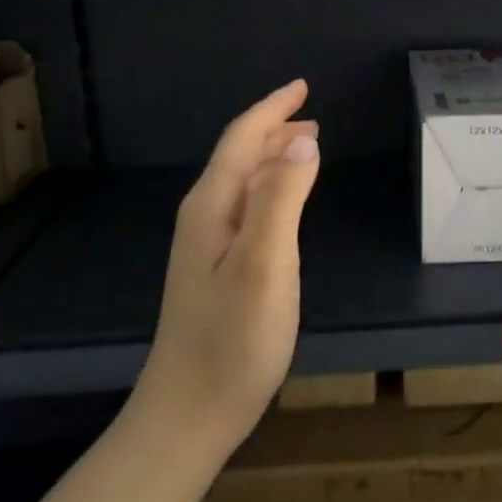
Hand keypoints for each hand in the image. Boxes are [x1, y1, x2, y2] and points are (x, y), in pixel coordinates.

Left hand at [134, 79, 320, 460]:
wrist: (189, 414)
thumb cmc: (232, 340)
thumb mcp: (265, 264)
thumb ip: (282, 199)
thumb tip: (303, 141)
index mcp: (212, 207)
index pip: (242, 139)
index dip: (272, 109)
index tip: (302, 86)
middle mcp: (204, 217)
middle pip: (239, 156)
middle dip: (273, 129)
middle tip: (312, 116)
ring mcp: (206, 246)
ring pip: (242, 182)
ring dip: (272, 157)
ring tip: (305, 147)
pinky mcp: (216, 270)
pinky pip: (246, 208)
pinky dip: (270, 189)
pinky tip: (283, 202)